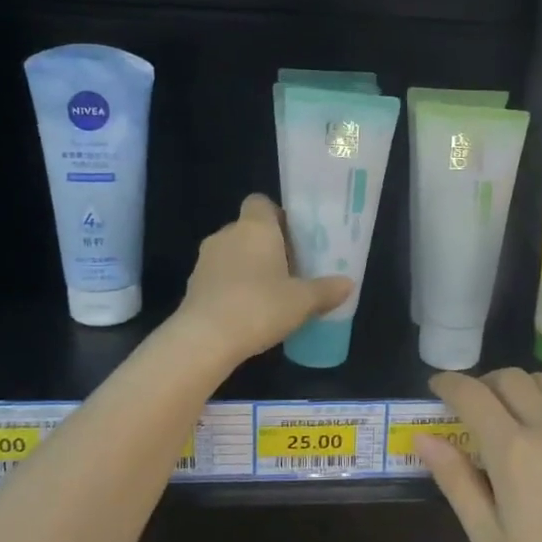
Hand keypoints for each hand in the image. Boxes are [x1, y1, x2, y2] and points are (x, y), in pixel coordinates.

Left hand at [174, 195, 352, 366]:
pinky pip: (219, 277)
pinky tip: (247, 311)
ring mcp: (205, 260)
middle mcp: (227, 235)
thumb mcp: (302, 301)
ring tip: (270, 293)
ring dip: (248, 267)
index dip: (277, 216)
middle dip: (267, 246)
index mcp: (254, 227)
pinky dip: (232, 287)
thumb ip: (326, 290)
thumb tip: (348, 283)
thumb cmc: (259, 307)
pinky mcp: (193, 285)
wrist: (204, 339)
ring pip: (232, 253)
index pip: (260, 202)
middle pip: (249, 229)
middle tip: (290, 269)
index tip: (293, 238)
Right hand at [417, 369, 541, 541]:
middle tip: (478, 408)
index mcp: (514, 453)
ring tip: (522, 409)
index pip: (473, 396)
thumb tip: (423, 437)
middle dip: (485, 385)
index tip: (438, 386)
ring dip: (527, 385)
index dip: (450, 383)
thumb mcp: (489, 540)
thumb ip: (456, 481)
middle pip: (511, 379)